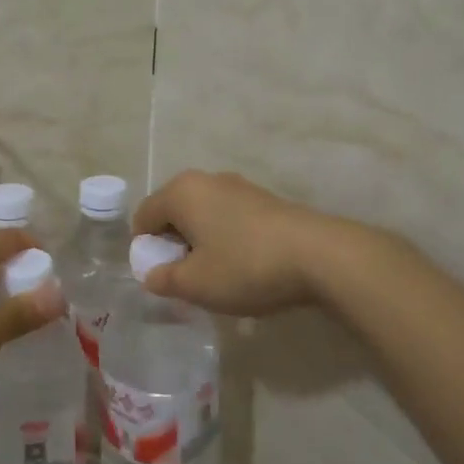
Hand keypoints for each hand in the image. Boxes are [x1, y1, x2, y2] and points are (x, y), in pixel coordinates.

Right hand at [131, 170, 332, 316]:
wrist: (319, 255)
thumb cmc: (245, 266)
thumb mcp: (195, 284)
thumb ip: (163, 280)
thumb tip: (151, 275)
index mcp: (181, 192)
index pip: (143, 217)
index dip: (145, 250)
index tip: (162, 278)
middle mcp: (206, 180)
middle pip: (173, 213)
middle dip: (173, 245)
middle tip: (187, 279)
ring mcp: (239, 186)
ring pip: (202, 215)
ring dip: (201, 243)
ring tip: (218, 276)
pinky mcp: (265, 199)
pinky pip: (228, 218)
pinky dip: (226, 239)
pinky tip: (244, 266)